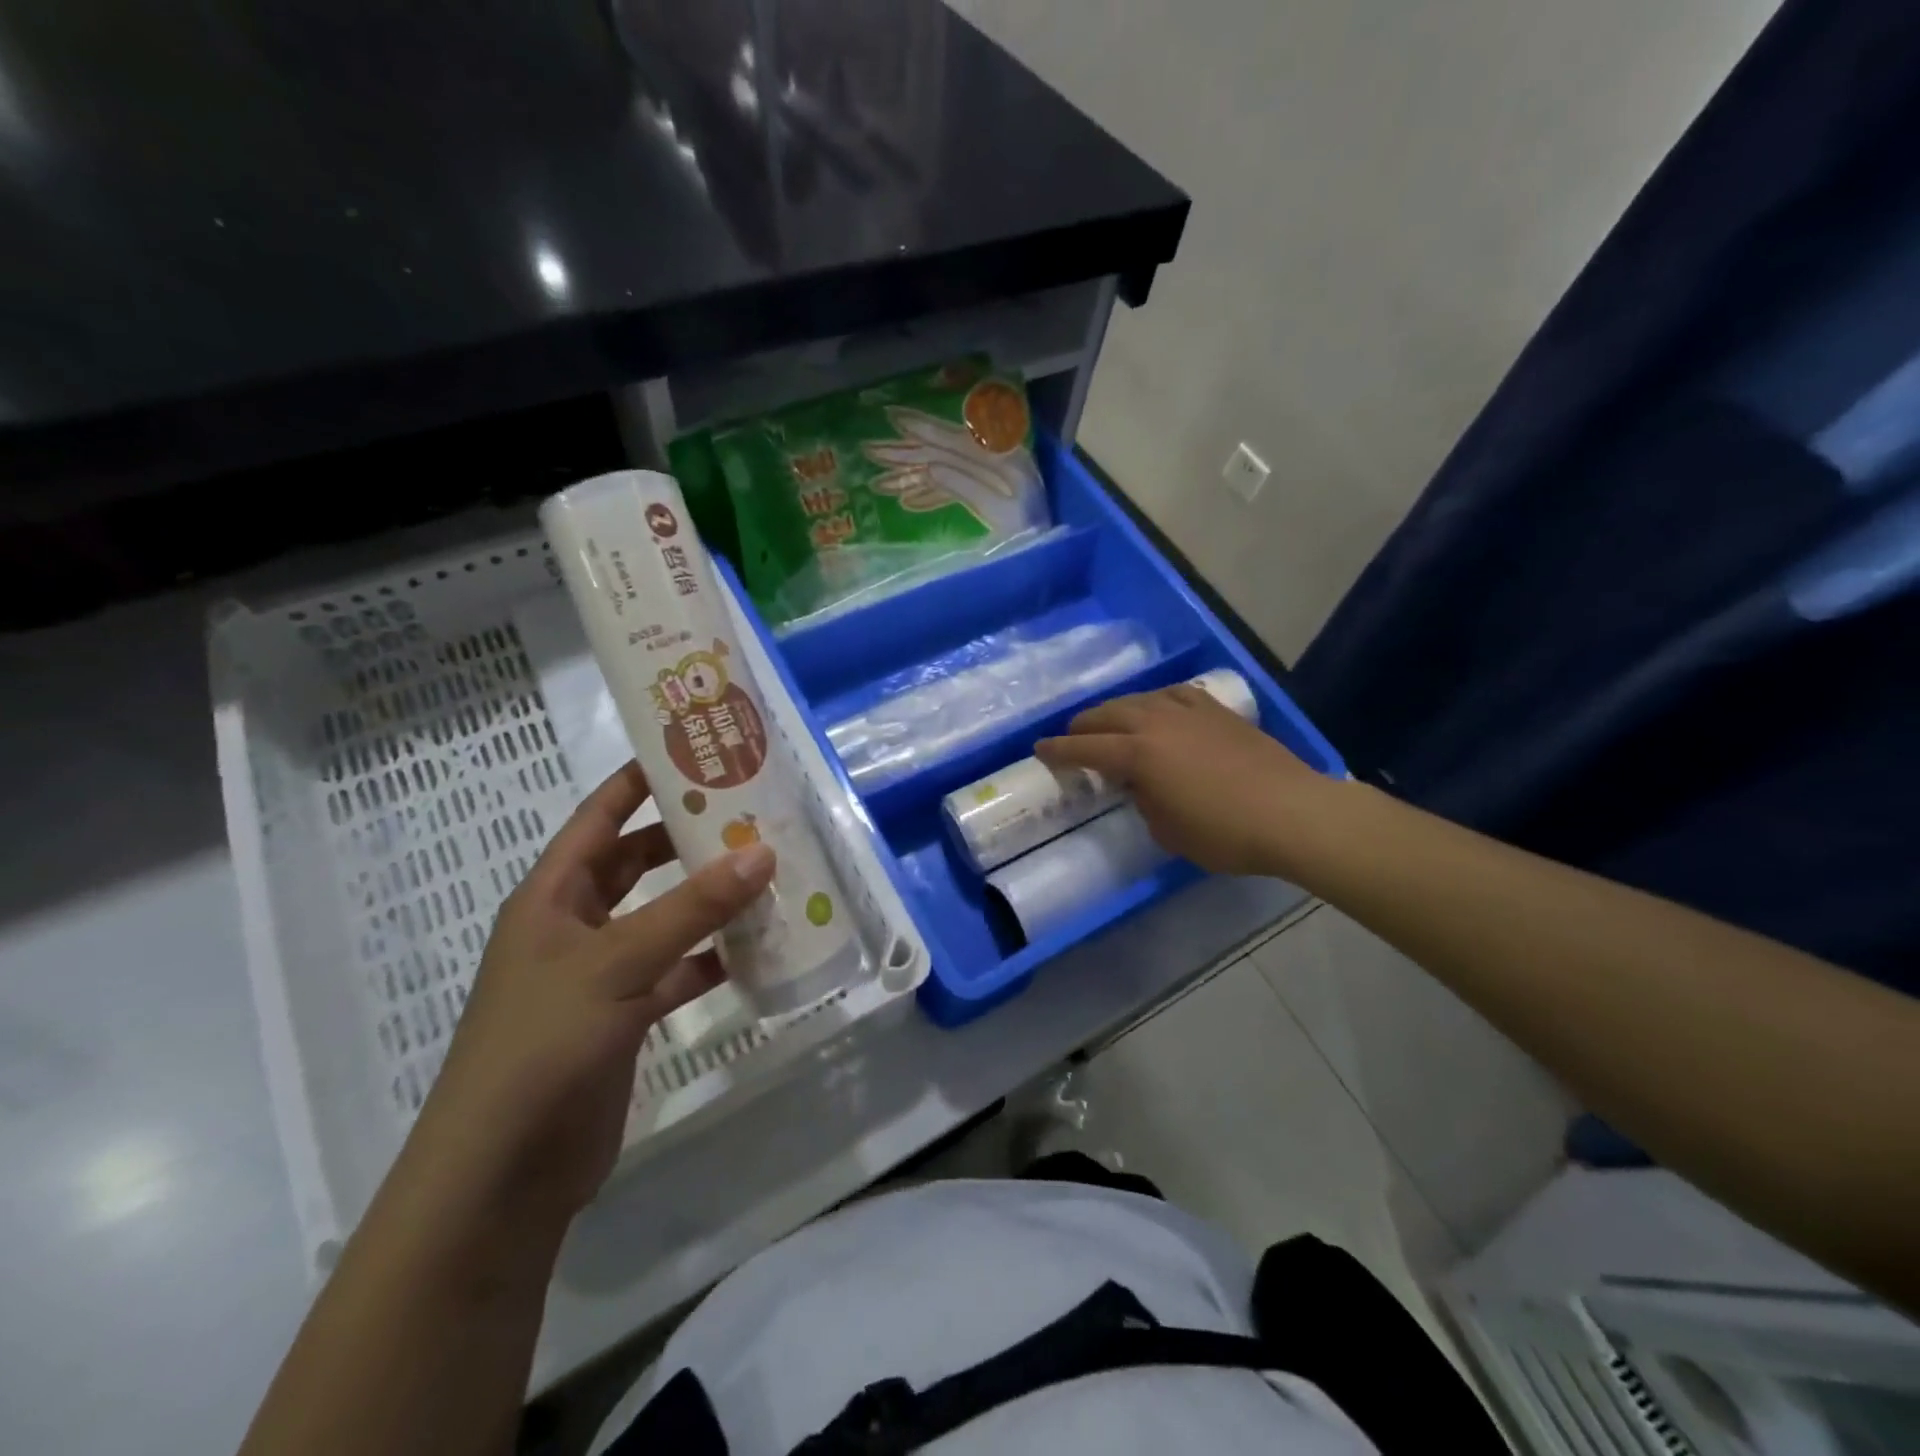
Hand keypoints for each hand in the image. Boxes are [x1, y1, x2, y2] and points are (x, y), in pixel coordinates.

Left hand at [407, 762, 775, 1223]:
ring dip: (708, 899)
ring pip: (663, 917)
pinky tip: (757, 949)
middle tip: (750, 811)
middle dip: (686, 837)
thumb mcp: (617, 965)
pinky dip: (712, 958)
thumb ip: (692, 909)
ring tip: (768, 872)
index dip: (640, 780)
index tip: (696, 754)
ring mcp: (601, 974)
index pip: (599, 817)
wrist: (501, 1178)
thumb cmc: (541, 1047)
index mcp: (552, 897)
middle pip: (636, 863)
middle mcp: (575, 926)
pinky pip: (678, 971)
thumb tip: (762, 851)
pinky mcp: (625, 1017)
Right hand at [1036, 684, 1335, 876]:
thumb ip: (1144, 801)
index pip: (1085, 748)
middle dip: (1083, 726)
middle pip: (1108, 714)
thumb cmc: (1223, 833)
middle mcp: (1157, 722)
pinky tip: (1160, 709)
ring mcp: (1189, 712)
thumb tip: (1143, 786)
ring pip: (1140, 698)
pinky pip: (1175, 695)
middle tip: (1072, 738)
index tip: (1039, 749)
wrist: (1292, 813)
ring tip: (1112, 722)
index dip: (1058, 750)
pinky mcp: (1218, 711)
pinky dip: (1157, 701)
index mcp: (1138, 753)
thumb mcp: (1167, 831)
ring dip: (1117, 710)